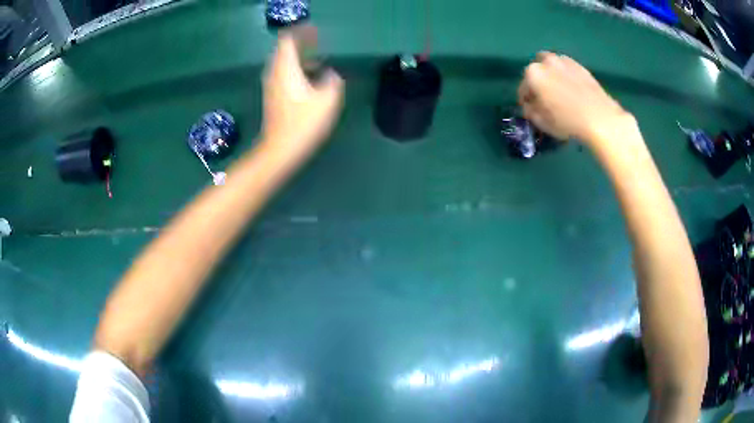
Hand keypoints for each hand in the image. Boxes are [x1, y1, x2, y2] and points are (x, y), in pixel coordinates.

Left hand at [261, 33, 343, 158]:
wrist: (280, 150)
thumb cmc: (303, 124)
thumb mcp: (327, 100)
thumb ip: (333, 81)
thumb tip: (331, 74)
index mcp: (286, 69)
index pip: (288, 40)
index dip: (301, 33)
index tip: (315, 32)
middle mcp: (275, 74)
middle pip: (284, 50)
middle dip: (300, 44)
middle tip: (317, 43)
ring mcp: (271, 86)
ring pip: (283, 64)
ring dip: (298, 58)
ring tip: (317, 61)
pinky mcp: (272, 97)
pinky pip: (282, 75)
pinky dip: (295, 71)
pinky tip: (309, 80)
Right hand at [518, 52, 633, 147]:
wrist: (600, 118)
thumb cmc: (567, 121)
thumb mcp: (542, 123)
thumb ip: (530, 111)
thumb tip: (529, 106)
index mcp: (532, 74)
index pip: (523, 88)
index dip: (526, 101)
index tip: (531, 110)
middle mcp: (545, 61)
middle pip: (536, 71)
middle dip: (537, 83)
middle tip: (545, 98)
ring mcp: (564, 61)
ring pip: (551, 66)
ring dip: (551, 75)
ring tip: (558, 91)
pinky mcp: (580, 65)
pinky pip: (566, 68)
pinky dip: (565, 75)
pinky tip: (571, 89)